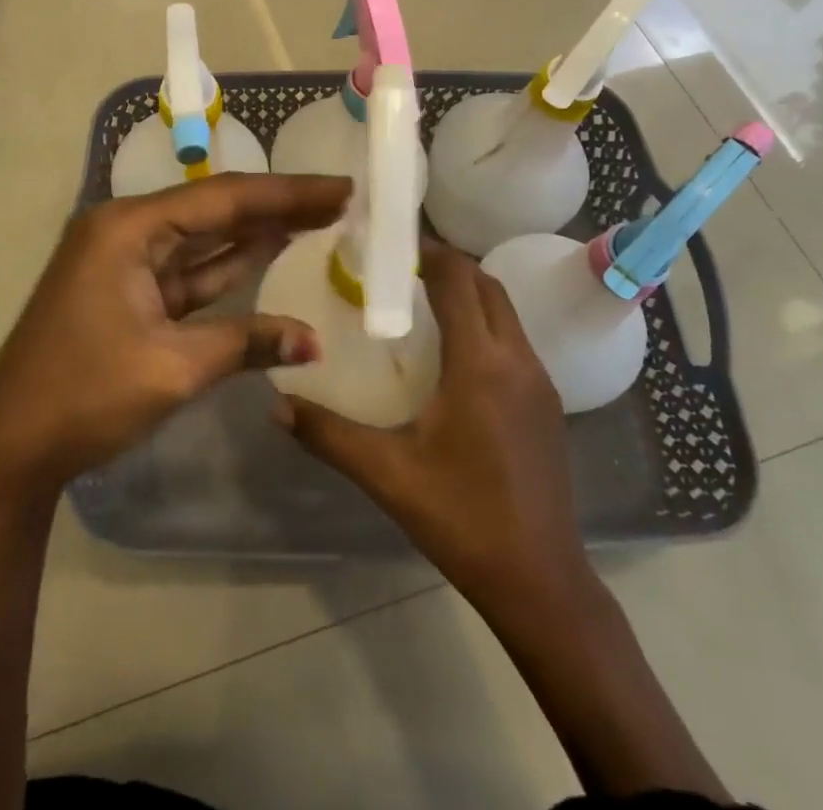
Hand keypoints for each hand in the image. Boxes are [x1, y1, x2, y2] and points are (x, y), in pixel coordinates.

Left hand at [0, 173, 351, 496]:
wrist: (9, 447)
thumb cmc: (84, 396)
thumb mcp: (172, 368)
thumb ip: (245, 343)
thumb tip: (313, 340)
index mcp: (128, 228)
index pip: (223, 199)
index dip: (287, 193)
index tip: (340, 187)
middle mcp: (126, 230)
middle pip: (215, 210)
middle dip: (277, 206)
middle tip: (338, 198)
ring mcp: (125, 261)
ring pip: (204, 239)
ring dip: (256, 230)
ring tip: (317, 215)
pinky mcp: (129, 291)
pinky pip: (188, 270)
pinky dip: (228, 265)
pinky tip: (269, 249)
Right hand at [275, 241, 589, 606]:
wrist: (541, 581)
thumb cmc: (462, 518)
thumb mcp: (386, 473)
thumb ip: (327, 433)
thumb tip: (274, 403)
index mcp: (480, 364)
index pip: (458, 280)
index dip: (428, 251)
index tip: (390, 242)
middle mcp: (517, 360)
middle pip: (487, 285)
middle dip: (448, 264)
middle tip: (399, 267)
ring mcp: (540, 381)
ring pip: (506, 310)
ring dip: (469, 291)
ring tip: (421, 298)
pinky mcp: (548, 404)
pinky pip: (514, 339)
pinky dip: (484, 321)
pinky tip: (453, 350)